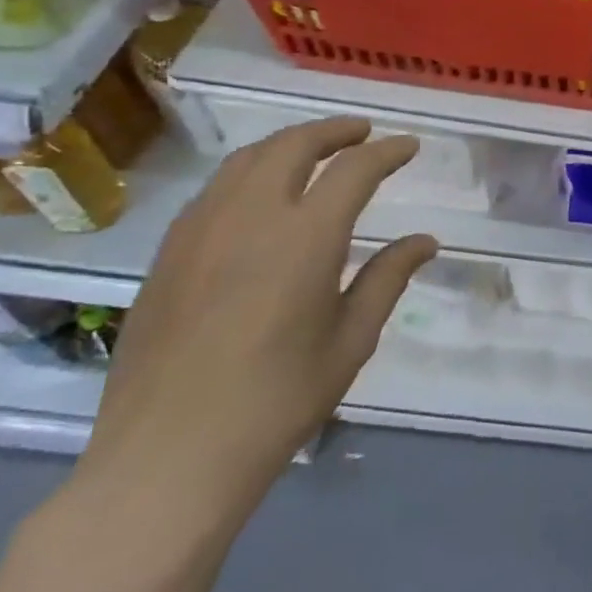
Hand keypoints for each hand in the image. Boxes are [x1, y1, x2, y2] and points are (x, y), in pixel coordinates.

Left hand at [78, 118, 438, 520]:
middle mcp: (250, 218)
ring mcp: (200, 232)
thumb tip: (425, 241)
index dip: (387, 152)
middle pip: (293, 146)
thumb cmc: (276, 403)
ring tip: (315, 151)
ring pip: (246, 160)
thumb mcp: (351, 341)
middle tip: (362, 134)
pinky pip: (214, 190)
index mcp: (305, 238)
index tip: (408, 147)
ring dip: (288, 144)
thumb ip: (387, 278)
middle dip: (333, 131)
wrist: (166, 460)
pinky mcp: (168, 255)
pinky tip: (260, 195)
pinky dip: (249, 172)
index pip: (354, 170)